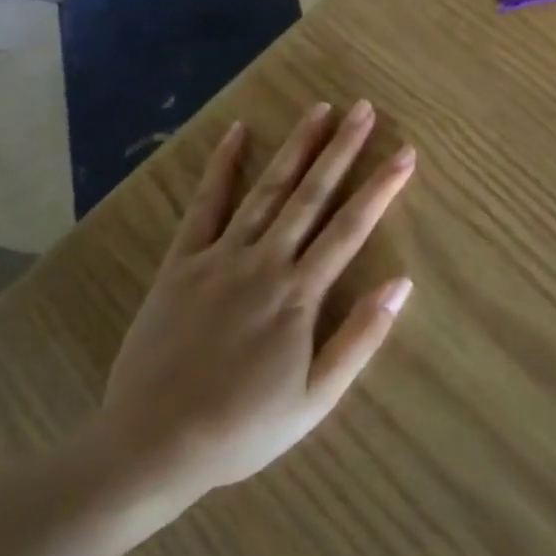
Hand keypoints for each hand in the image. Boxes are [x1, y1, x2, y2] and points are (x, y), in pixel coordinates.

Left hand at [90, 102, 414, 521]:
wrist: (150, 447)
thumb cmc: (242, 428)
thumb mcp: (315, 400)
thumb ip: (360, 338)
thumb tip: (401, 282)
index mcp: (299, 293)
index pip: (351, 227)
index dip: (382, 187)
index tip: (405, 153)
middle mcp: (265, 261)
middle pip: (312, 194)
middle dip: (342, 148)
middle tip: (363, 108)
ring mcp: (220, 256)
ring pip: (267, 190)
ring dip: (296, 147)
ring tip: (320, 109)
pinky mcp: (182, 262)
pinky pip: (204, 206)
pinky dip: (221, 167)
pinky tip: (236, 133)